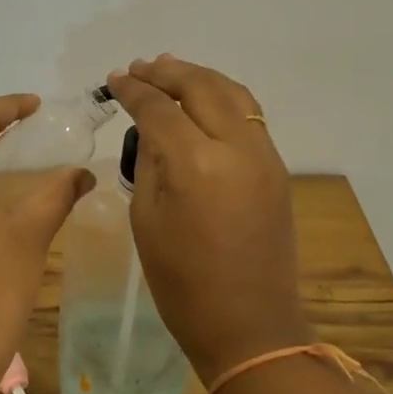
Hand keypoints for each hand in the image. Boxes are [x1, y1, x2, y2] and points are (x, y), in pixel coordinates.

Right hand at [105, 57, 309, 383]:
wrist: (249, 325)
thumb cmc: (182, 283)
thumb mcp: (146, 219)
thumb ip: (150, 163)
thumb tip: (152, 129)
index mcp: (195, 164)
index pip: (159, 108)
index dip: (133, 90)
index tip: (115, 80)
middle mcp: (235, 148)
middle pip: (200, 86)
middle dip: (166, 72)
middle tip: (140, 68)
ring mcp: (264, 156)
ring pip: (233, 93)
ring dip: (199, 77)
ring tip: (170, 71)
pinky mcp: (277, 169)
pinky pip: (249, 115)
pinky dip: (223, 97)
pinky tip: (204, 100)